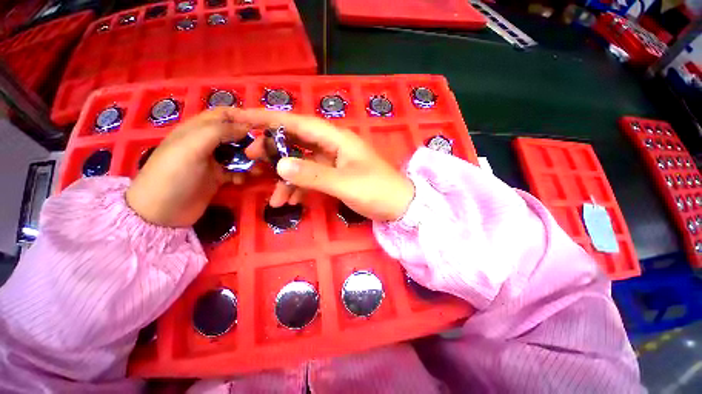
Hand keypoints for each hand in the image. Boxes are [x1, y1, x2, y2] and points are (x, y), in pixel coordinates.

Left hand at [126, 108, 254, 226]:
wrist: (162, 212)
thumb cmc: (174, 174)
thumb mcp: (193, 146)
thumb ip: (219, 131)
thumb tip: (247, 127)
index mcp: (197, 129)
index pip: (223, 114)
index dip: (242, 116)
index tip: (262, 126)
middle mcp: (207, 142)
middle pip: (234, 134)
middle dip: (250, 140)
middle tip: (263, 150)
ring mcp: (213, 161)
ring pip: (239, 153)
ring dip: (250, 159)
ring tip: (258, 168)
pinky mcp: (218, 177)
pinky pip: (237, 171)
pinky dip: (244, 174)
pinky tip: (242, 181)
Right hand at [237, 109, 414, 221]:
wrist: (399, 205)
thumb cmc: (377, 191)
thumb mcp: (345, 184)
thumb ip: (313, 175)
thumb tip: (280, 165)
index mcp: (337, 139)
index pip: (299, 123)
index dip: (270, 119)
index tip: (242, 118)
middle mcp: (333, 145)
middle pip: (297, 140)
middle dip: (273, 150)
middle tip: (250, 160)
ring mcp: (334, 161)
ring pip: (302, 163)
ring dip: (286, 178)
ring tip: (274, 198)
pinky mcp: (335, 175)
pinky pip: (312, 177)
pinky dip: (300, 188)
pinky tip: (291, 201)